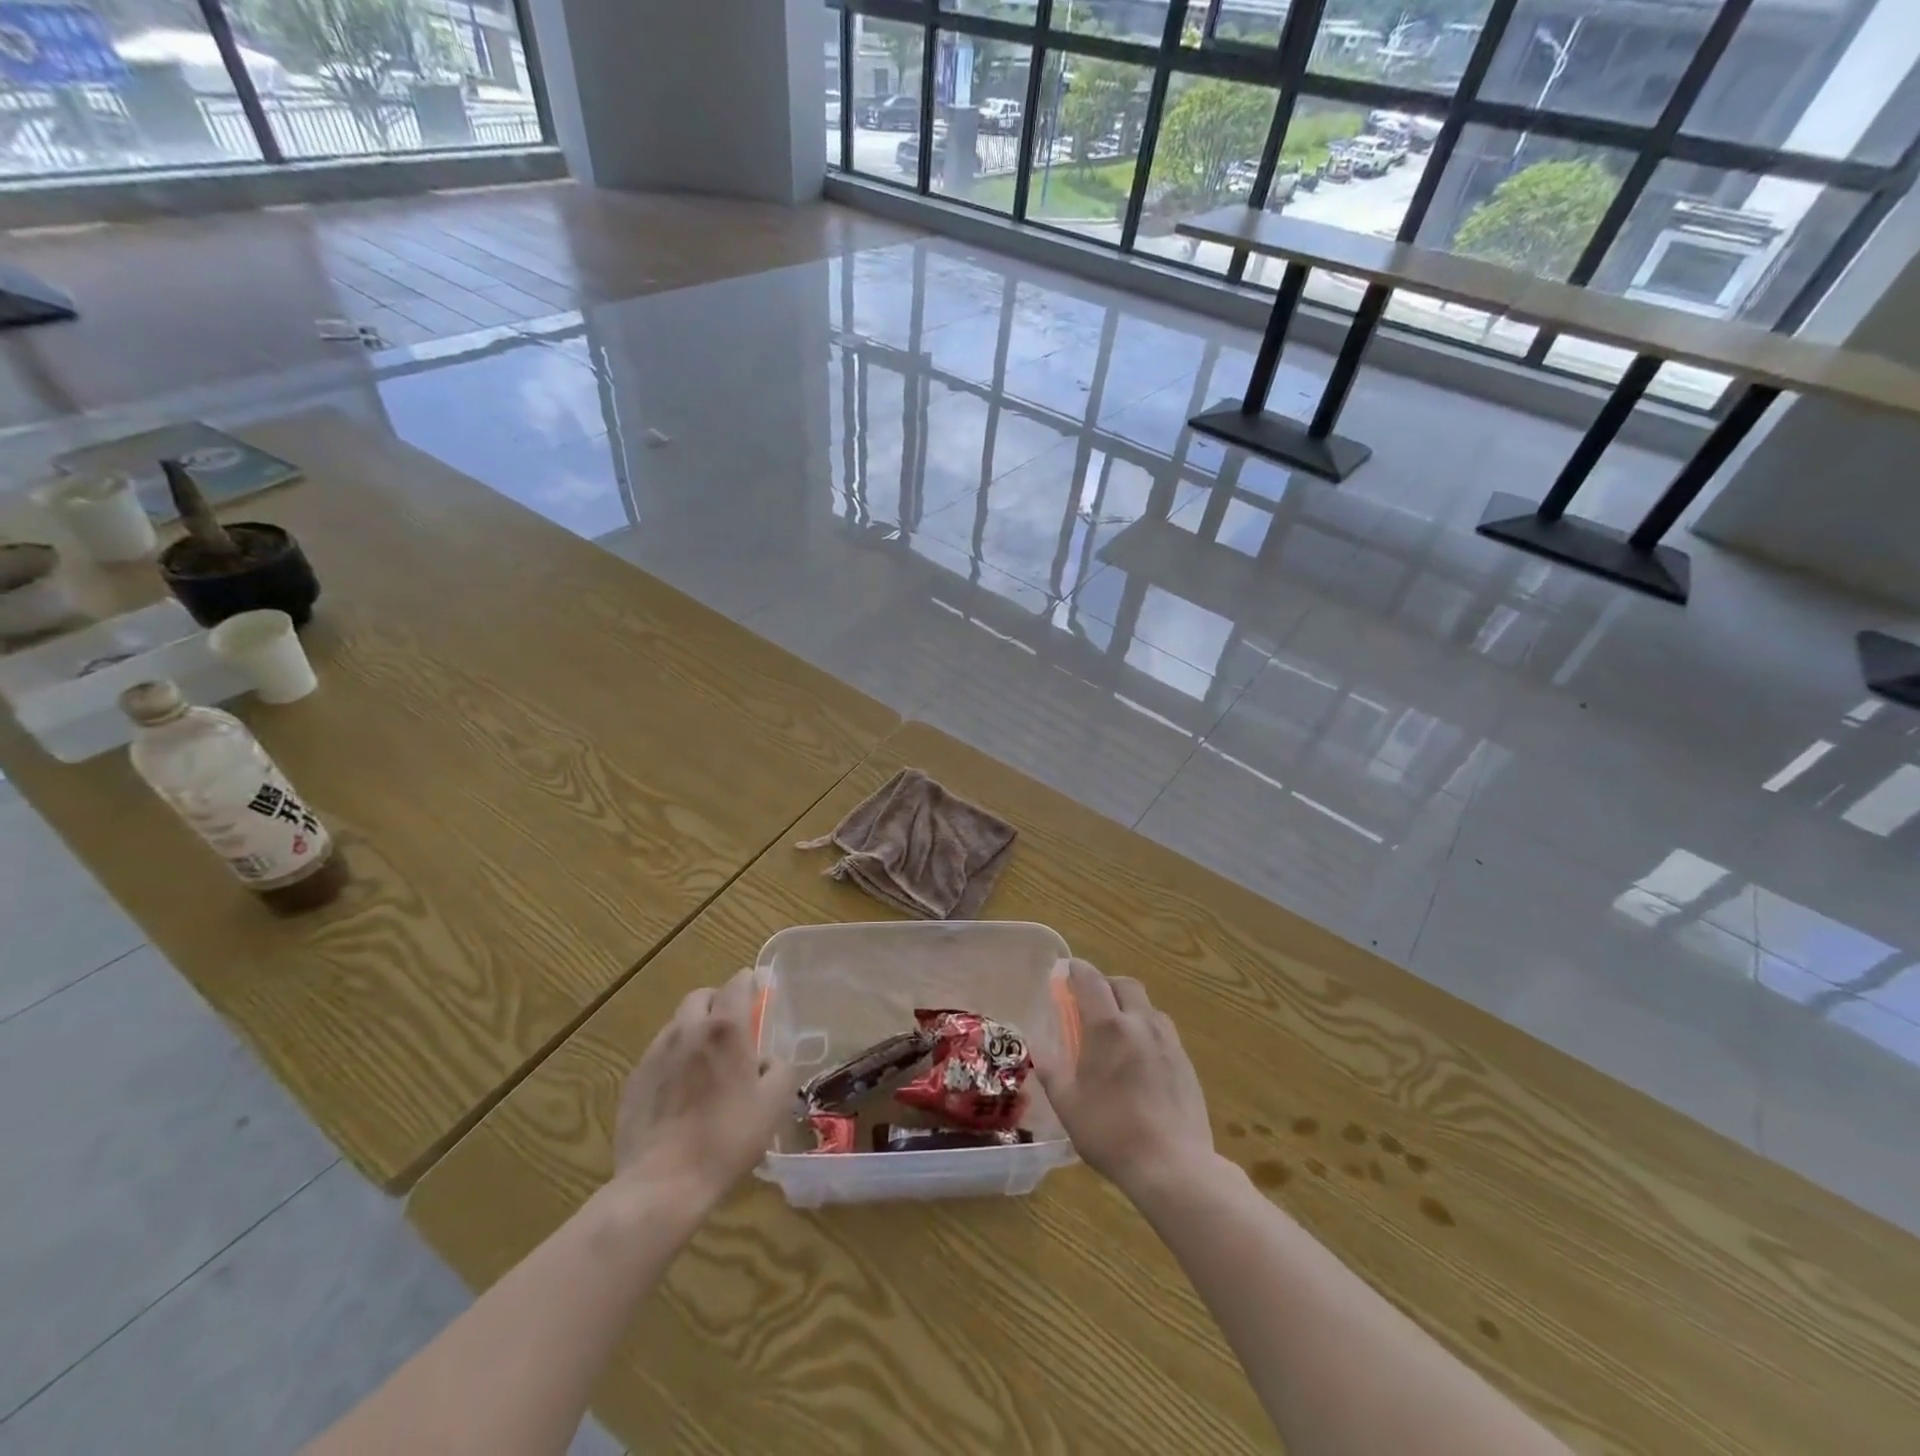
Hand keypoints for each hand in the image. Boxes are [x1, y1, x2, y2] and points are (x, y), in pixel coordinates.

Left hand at [611, 968, 792, 1209]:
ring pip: (677, 1024)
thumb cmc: (727, 1138)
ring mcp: (655, 1054)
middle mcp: (687, 1030)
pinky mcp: (633, 1080)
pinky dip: (673, 1059)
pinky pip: (658, 1054)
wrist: (663, 1184)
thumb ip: (781, 1069)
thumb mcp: (774, 1104)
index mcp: (726, 1029)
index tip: (760, 997)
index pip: (738, 982)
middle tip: (733, 1030)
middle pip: (701, 996)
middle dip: (718, 1002)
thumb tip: (769, 1060)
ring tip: (705, 1063)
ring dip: (694, 1030)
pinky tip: (681, 1092)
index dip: (751, 984)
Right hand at [1037, 959, 1215, 1197]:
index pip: (1091, 981)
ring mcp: (1168, 1042)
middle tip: (1090, 1001)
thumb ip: (1051, 1070)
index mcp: (1108, 1027)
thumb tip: (1038, 1048)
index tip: (1067, 969)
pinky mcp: (1186, 1063)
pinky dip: (1146, 1031)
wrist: (1174, 1166)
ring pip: (1148, 1006)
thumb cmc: (1111, 1133)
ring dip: (1129, 1006)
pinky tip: (1140, 1059)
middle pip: (1124, 984)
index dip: (1077, 970)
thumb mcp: (1068, 1104)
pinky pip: (1163, 1031)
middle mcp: (1141, 1024)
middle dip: (1106, 984)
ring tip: (1117, 1031)